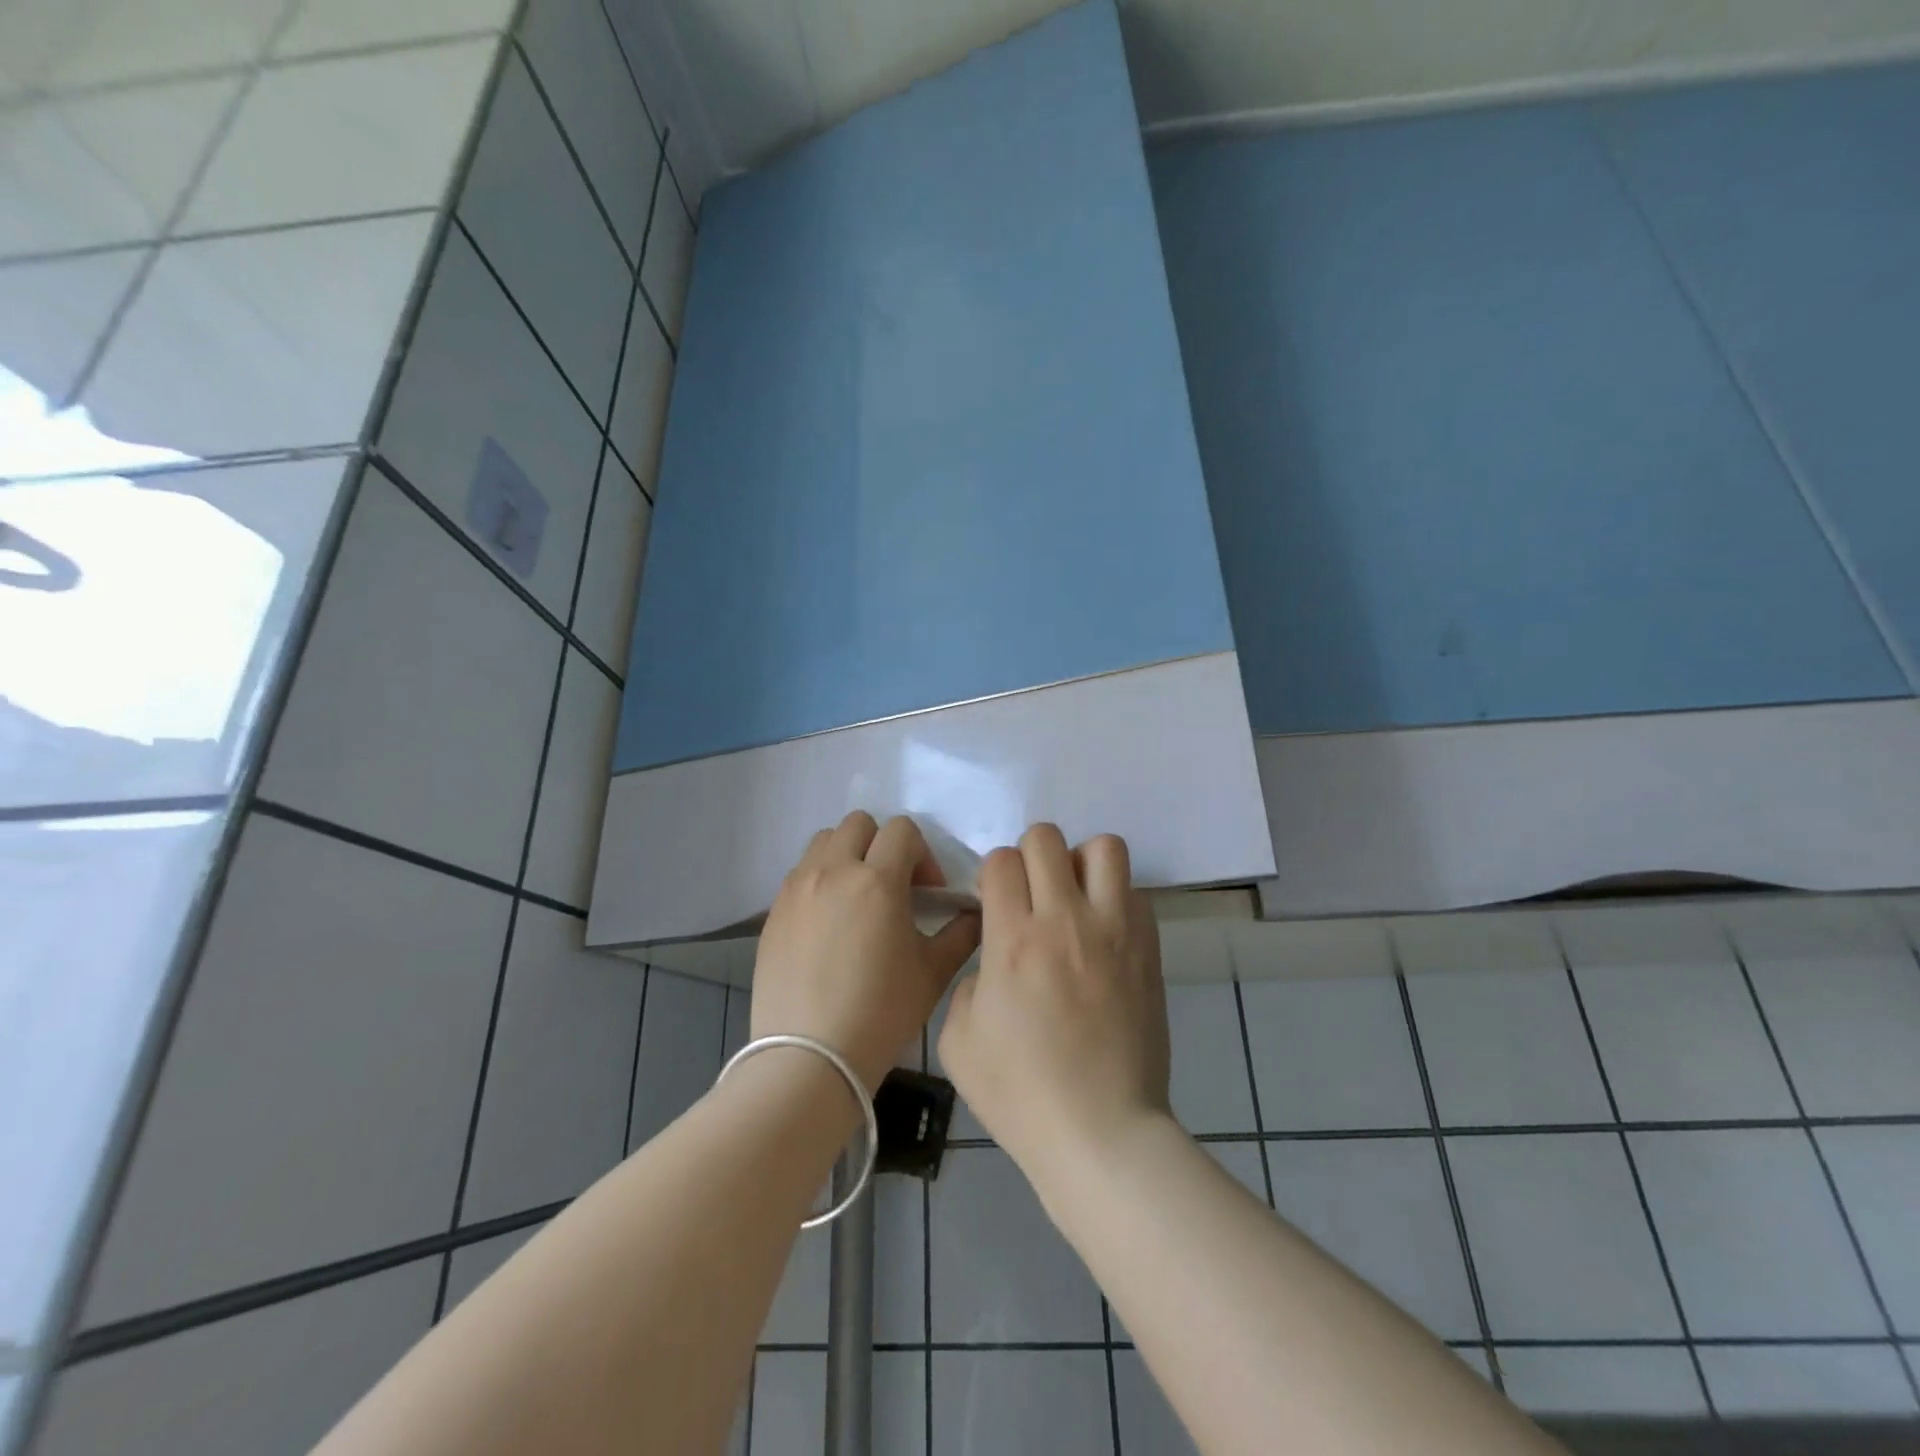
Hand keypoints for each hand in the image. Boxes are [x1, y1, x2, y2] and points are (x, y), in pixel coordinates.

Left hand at [752, 812, 980, 1091]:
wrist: (809, 1059)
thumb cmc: (881, 1014)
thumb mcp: (933, 973)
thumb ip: (961, 933)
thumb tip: (976, 912)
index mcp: (877, 881)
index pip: (903, 830)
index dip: (922, 854)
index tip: (927, 892)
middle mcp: (833, 871)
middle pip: (859, 823)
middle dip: (883, 845)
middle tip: (893, 887)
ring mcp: (797, 888)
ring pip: (824, 841)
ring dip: (848, 855)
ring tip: (857, 897)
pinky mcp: (774, 910)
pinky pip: (800, 872)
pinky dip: (820, 879)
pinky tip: (829, 922)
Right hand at [937, 824, 1170, 1178]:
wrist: (1101, 1132)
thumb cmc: (1021, 1094)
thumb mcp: (958, 1042)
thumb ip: (966, 983)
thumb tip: (991, 962)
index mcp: (1012, 938)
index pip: (1000, 861)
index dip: (991, 875)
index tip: (992, 903)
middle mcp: (1064, 919)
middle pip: (1046, 838)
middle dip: (1029, 856)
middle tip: (1030, 895)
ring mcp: (1114, 930)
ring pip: (1103, 848)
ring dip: (1081, 863)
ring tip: (1074, 899)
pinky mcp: (1148, 948)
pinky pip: (1134, 891)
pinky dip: (1114, 898)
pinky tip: (1103, 933)